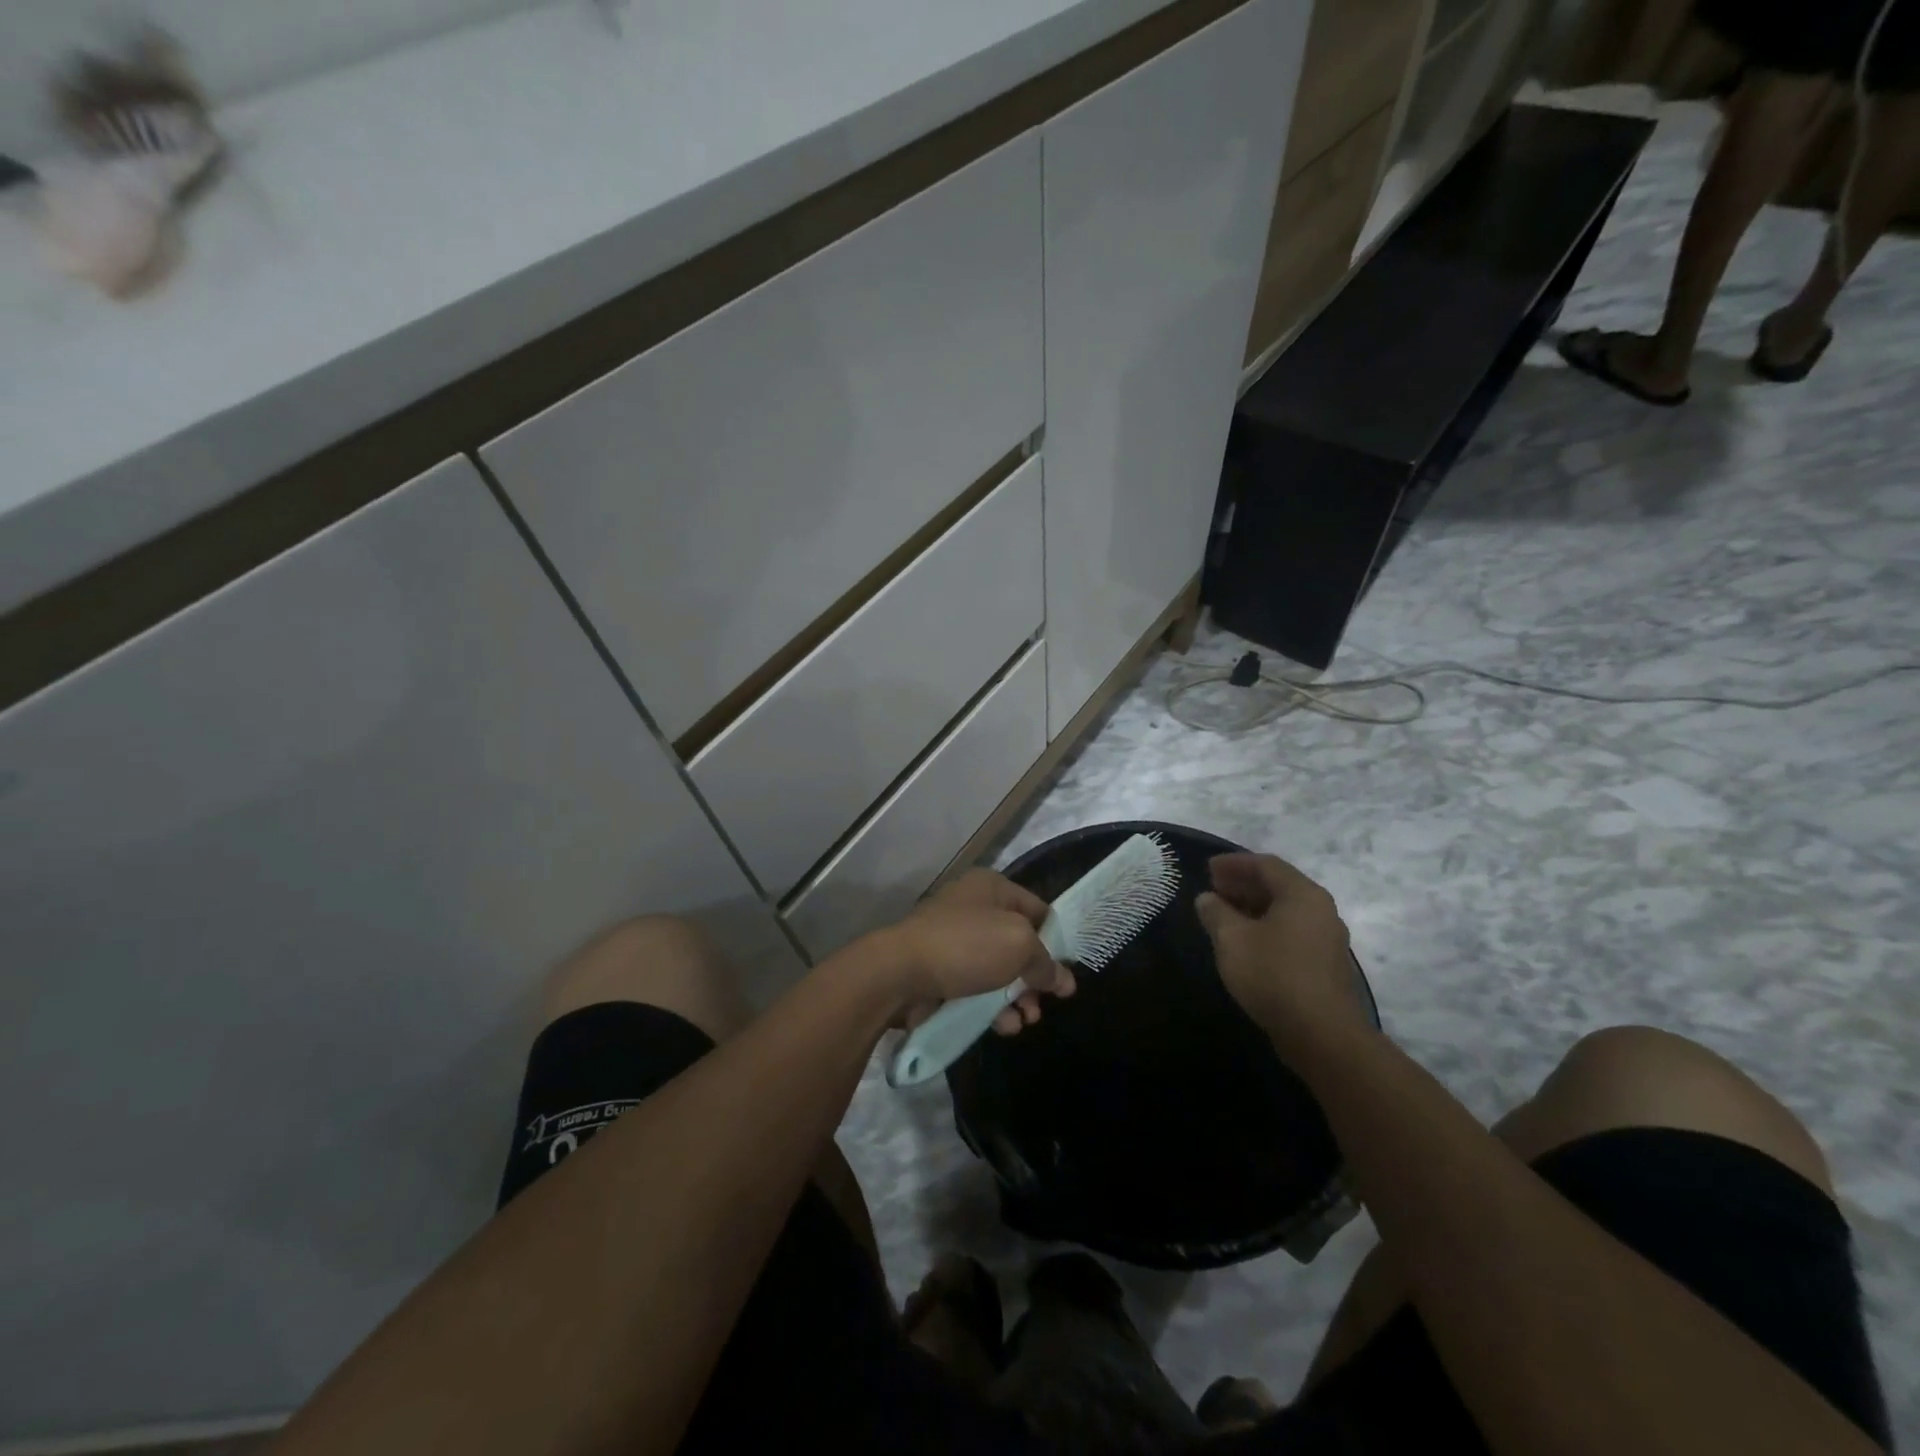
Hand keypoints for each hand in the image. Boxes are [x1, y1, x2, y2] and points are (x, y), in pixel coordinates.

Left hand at [882, 870, 1075, 1034]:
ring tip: (1025, 1020)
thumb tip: (1063, 980)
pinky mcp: (940, 973)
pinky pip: (976, 989)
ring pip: (998, 971)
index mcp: (991, 887)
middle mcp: (973, 909)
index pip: (1037, 909)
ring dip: (1017, 998)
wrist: (900, 973)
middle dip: (1034, 976)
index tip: (1067, 972)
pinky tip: (1004, 1026)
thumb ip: (1045, 963)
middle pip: (1018, 944)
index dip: (1056, 940)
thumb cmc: (966, 946)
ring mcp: (954, 941)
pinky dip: (992, 1007)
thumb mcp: (1018, 946)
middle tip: (1045, 1002)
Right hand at [1194, 853, 1367, 1053]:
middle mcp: (1321, 910)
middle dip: (1243, 884)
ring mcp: (1327, 940)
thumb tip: (1207, 898)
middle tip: (1214, 889)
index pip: (1266, 865)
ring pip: (1286, 911)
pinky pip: (1292, 933)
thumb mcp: (1232, 939)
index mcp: (1303, 894)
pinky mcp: (1325, 966)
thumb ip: (1215, 912)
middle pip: (1279, 886)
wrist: (1322, 1035)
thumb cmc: (1274, 974)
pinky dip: (1266, 928)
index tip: (1208, 869)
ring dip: (1253, 908)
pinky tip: (1246, 943)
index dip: (1234, 863)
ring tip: (1224, 916)